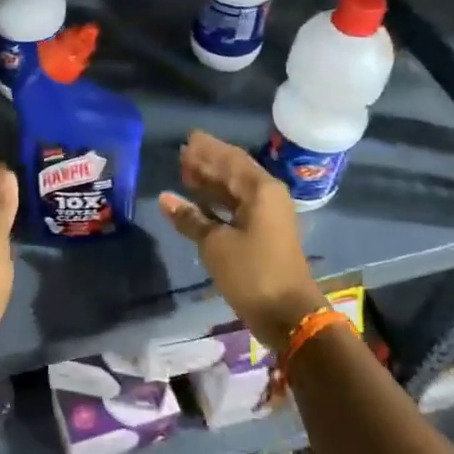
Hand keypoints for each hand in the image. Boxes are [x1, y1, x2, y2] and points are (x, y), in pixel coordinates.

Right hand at [159, 131, 325, 350]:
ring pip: (234, 190)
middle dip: (208, 163)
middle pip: (233, 171)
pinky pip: (236, 208)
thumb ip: (190, 218)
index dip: (207, 149)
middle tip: (182, 155)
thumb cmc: (252, 272)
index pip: (230, 159)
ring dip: (211, 182)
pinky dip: (216, 203)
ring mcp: (266, 217)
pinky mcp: (262, 235)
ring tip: (185, 174)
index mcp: (260, 190)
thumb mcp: (215, 244)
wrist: (288, 314)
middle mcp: (267, 197)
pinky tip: (197, 204)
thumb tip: (165, 198)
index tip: (186, 139)